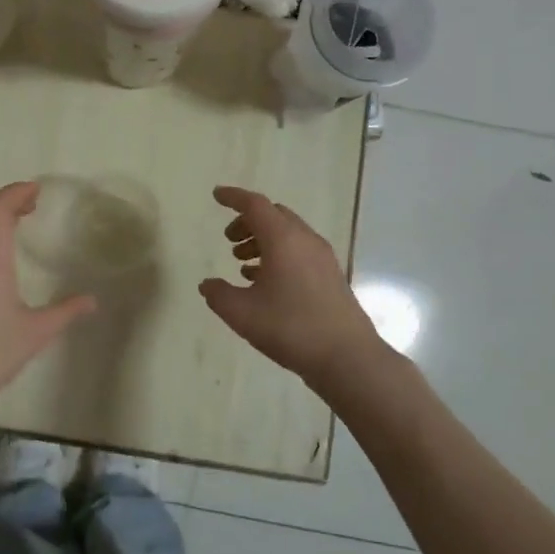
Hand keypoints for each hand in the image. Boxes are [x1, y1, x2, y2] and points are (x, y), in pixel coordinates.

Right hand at [199, 185, 381, 385]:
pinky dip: (278, 255)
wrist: (347, 357)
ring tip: (242, 263)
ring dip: (263, 240)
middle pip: (274, 215)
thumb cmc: (290, 328)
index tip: (216, 195)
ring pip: (288, 234)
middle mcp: (305, 240)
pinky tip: (264, 282)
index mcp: (283, 239)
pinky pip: (299, 251)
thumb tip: (207, 284)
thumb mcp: (242, 313)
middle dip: (248, 221)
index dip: (233, 198)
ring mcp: (322, 258)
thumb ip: (218, 294)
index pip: (255, 205)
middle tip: (229, 239)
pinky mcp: (331, 276)